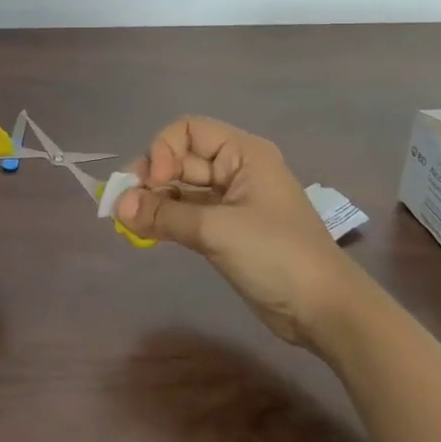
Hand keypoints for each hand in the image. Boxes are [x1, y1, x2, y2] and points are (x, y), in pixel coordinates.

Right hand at [114, 116, 346, 346]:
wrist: (324, 311)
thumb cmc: (276, 255)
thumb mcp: (217, 230)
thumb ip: (164, 216)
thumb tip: (116, 206)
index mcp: (243, 154)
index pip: (189, 130)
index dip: (164, 150)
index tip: (155, 183)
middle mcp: (236, 170)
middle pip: (181, 159)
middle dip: (151, 178)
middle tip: (124, 206)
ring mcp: (231, 201)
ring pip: (181, 189)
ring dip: (154, 201)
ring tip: (128, 222)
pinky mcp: (227, 230)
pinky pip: (188, 214)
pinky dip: (166, 220)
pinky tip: (145, 232)